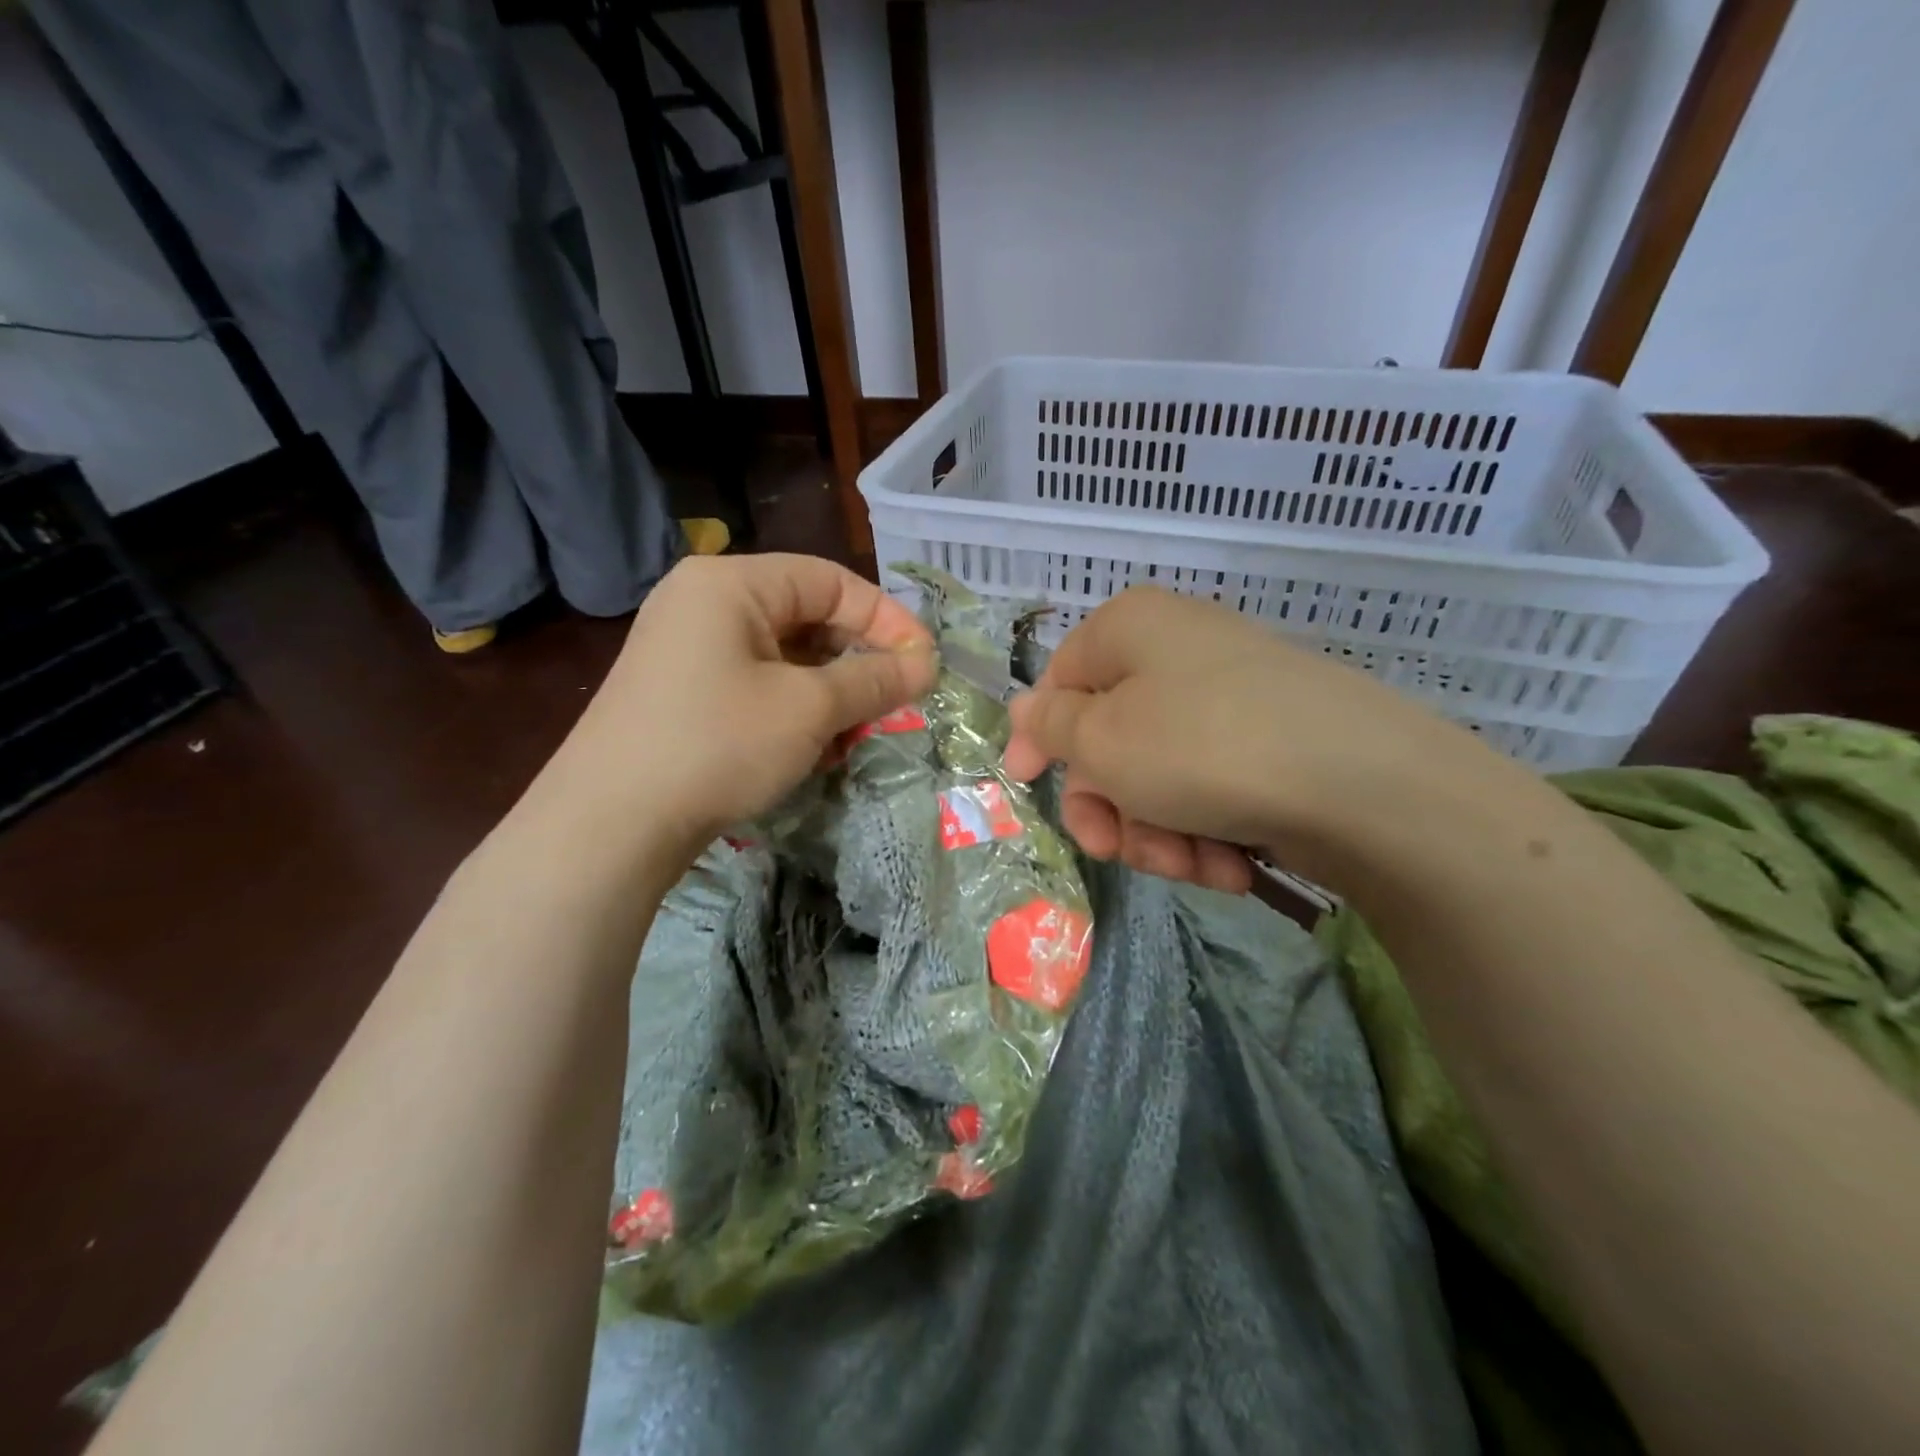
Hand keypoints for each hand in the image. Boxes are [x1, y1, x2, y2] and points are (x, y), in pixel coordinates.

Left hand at [538, 554, 936, 863]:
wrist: (610, 824)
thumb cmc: (717, 744)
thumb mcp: (808, 709)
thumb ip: (874, 680)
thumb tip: (927, 664)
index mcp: (731, 583)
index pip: (830, 581)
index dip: (886, 619)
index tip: (924, 662)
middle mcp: (704, 603)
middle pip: (806, 617)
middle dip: (856, 662)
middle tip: (893, 702)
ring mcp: (687, 650)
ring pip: (784, 657)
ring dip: (829, 692)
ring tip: (854, 733)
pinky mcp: (682, 693)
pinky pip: (756, 685)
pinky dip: (793, 709)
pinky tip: (813, 749)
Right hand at [1002, 586, 1501, 892]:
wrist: (1364, 785)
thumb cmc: (1202, 747)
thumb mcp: (1102, 739)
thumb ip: (1050, 725)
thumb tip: (1027, 708)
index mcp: (1131, 630)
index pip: (1059, 679)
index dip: (1038, 737)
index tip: (1027, 784)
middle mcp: (1180, 653)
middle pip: (1110, 739)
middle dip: (1109, 807)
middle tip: (1115, 848)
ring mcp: (1230, 700)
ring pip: (1158, 777)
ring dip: (1159, 833)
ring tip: (1191, 864)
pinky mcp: (1270, 745)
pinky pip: (1209, 789)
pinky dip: (1207, 833)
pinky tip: (1230, 865)